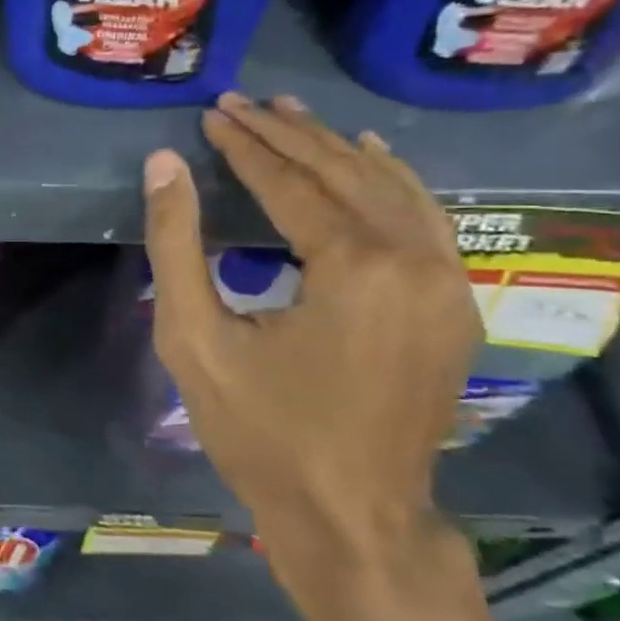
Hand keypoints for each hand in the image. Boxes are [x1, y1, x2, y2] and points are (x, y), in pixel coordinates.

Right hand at [142, 93, 483, 620]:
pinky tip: (370, 157)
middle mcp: (414, 258)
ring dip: (337, 147)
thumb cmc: (262, 434)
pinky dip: (392, 180)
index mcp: (353, 265)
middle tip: (242, 103)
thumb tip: (163, 165)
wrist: (352, 517)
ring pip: (391, 188)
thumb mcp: (195, 340)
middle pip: (344, 173)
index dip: (245, 146)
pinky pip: (425, 219)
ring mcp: (448, 281)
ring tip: (294, 113)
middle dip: (288, 134)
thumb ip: (176, 246)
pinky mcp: (455, 305)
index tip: (211, 115)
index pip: (292, 182)